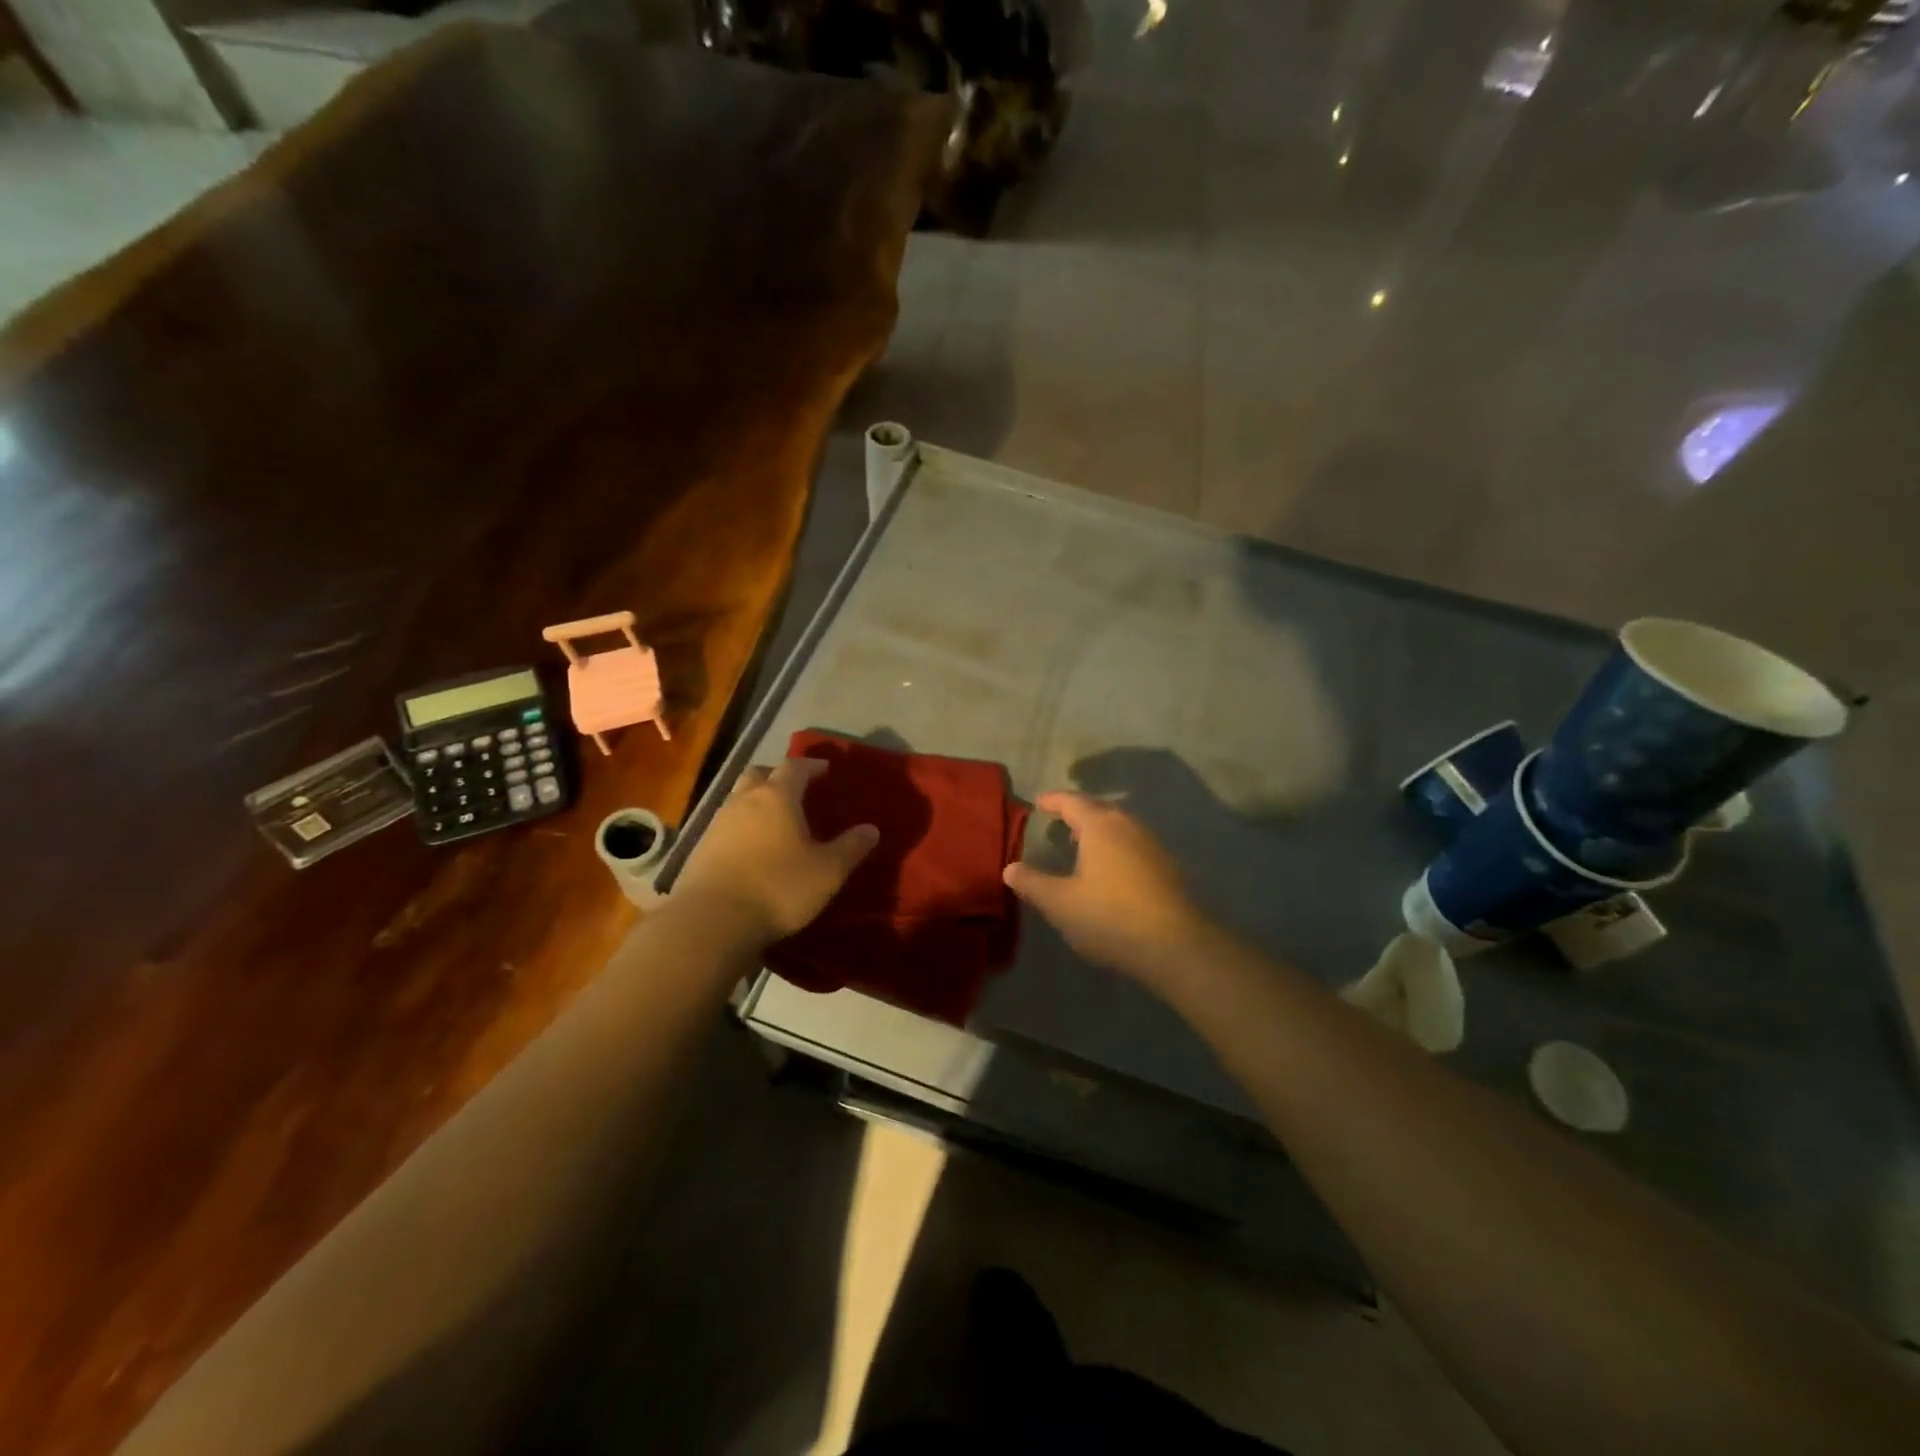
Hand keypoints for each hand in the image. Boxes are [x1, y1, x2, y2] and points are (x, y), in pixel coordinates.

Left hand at [672, 756, 877, 945]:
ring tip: (774, 821)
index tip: (824, 770)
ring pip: (738, 799)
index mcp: (777, 797)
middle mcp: (744, 801)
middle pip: (759, 774)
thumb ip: (851, 848)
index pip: (795, 766)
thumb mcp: (827, 872)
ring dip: (756, 801)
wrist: (712, 921)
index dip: (811, 765)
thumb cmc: (778, 888)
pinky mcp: (699, 849)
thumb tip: (871, 829)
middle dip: (777, 776)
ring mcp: (717, 823)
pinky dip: (740, 828)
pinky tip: (750, 849)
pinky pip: (725, 825)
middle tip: (795, 789)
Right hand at [1003, 792, 1207, 980]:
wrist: (1176, 945)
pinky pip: (1134, 846)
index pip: (1072, 801)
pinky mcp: (1169, 868)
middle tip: (1060, 822)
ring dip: (1099, 832)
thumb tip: (1010, 868)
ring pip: (1120, 828)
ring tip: (1082, 846)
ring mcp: (1153, 846)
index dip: (1053, 800)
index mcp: (1100, 825)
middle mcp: (1129, 826)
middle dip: (1078, 813)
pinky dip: (1117, 849)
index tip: (1039, 803)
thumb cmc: (1110, 915)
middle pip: (1100, 810)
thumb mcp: (1060, 902)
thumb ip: (1032, 883)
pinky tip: (1111, 872)